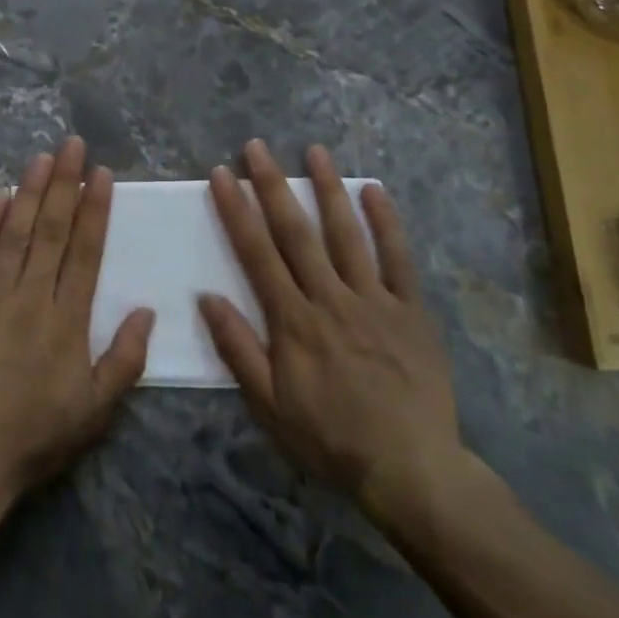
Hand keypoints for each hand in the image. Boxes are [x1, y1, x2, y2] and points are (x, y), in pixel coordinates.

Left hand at [0, 137, 154, 499]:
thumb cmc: (37, 435)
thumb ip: (125, 359)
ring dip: (31, 192)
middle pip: (53, 229)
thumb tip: (148, 310)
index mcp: (69, 319)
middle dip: (66, 183)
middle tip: (73, 144)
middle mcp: (33, 296)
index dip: (96, 209)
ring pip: (16, 232)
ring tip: (43, 157)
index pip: (86, 251)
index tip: (103, 174)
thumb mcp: (97, 411)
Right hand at [198, 140, 468, 542]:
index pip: (257, 253)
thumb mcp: (270, 406)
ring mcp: (374, 299)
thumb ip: (238, 349)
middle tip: (257, 146)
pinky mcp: (411, 310)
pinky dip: (387, 223)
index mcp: (293, 320)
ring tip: (314, 150)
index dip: (236, 210)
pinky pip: (398, 259)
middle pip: (296, 231)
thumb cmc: (331, 439)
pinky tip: (375, 190)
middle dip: (272, 185)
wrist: (412, 471)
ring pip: (346, 233)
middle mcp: (330, 297)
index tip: (221, 174)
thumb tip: (206, 297)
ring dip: (327, 188)